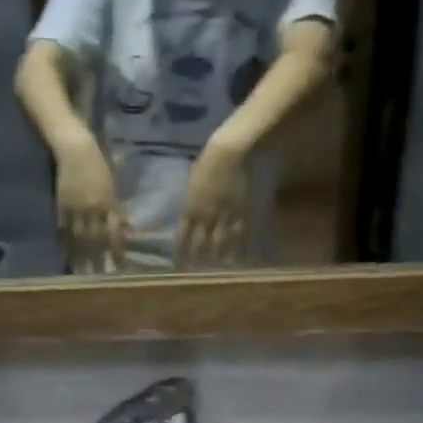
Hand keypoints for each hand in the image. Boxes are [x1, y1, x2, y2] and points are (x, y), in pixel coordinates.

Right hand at [56, 136, 125, 272]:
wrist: (75, 150)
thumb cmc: (99, 166)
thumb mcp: (113, 187)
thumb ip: (117, 210)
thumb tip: (126, 230)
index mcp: (108, 202)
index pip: (114, 232)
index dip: (117, 250)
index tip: (120, 266)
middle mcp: (93, 208)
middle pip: (97, 239)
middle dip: (100, 259)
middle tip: (102, 277)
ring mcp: (75, 209)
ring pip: (80, 238)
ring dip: (83, 257)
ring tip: (85, 273)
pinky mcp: (61, 208)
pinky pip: (64, 231)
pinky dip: (67, 246)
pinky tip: (69, 258)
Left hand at [175, 133, 250, 266]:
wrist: (233, 152)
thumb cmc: (210, 159)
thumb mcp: (193, 180)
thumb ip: (192, 197)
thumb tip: (190, 206)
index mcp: (191, 208)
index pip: (182, 237)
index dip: (180, 252)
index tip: (179, 264)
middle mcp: (206, 217)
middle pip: (201, 245)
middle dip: (199, 258)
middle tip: (200, 270)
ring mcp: (225, 217)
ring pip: (221, 244)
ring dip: (219, 257)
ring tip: (221, 267)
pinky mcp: (243, 213)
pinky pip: (242, 235)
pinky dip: (242, 248)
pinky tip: (243, 258)